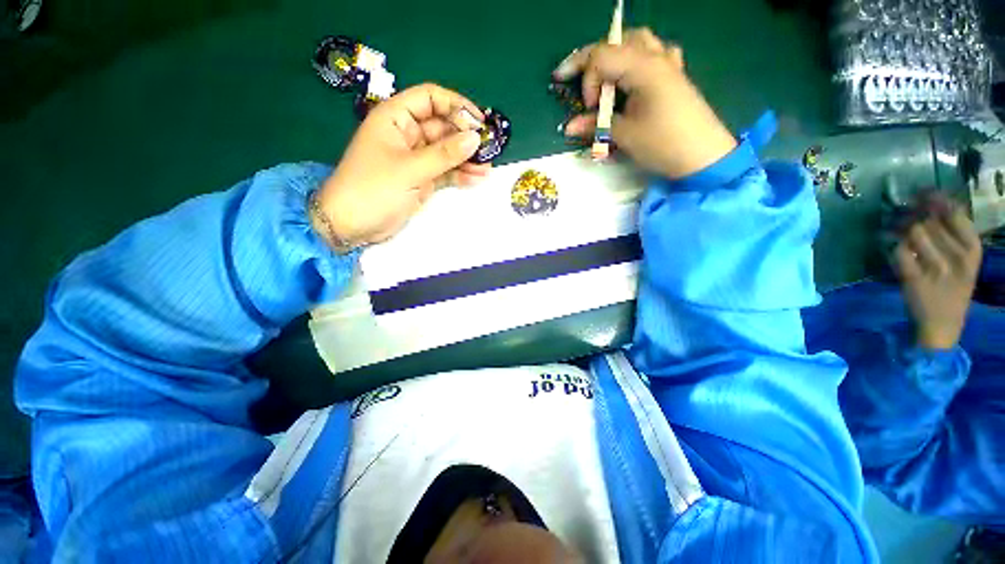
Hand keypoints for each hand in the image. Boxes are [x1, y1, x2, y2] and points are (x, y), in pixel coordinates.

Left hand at [315, 84, 490, 247]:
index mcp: (396, 118)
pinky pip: (445, 171)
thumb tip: (475, 138)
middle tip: (489, 149)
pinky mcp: (421, 179)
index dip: (455, 105)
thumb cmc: (373, 189)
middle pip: (442, 126)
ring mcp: (415, 159)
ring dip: (466, 158)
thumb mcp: (410, 169)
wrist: (353, 225)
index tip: (479, 122)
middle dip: (465, 137)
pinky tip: (476, 178)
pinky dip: (459, 174)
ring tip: (487, 167)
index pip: (430, 98)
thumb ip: (444, 154)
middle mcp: (407, 134)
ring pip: (446, 151)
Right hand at [554, 28, 736, 179]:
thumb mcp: (625, 135)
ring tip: (600, 75)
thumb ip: (596, 125)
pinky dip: (637, 58)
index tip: (589, 108)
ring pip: (636, 41)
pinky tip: (633, 73)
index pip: (602, 57)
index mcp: (643, 67)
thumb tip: (568, 126)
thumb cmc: (663, 144)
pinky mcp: (674, 74)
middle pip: (616, 41)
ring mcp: (668, 63)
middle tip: (569, 76)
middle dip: (589, 59)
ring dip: (613, 53)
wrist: (703, 155)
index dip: (587, 81)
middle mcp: (656, 56)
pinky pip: (654, 52)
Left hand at [894, 200, 981, 349]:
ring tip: (895, 230)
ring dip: (901, 229)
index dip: (936, 200)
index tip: (923, 192)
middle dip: (912, 214)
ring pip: (913, 233)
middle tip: (903, 211)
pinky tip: (891, 246)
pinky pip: (899, 252)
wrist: (942, 324)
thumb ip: (951, 234)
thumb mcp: (962, 261)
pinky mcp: (914, 279)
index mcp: (973, 251)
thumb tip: (929, 203)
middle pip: (930, 221)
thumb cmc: (952, 289)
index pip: (955, 214)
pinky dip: (892, 247)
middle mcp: (958, 258)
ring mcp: (936, 270)